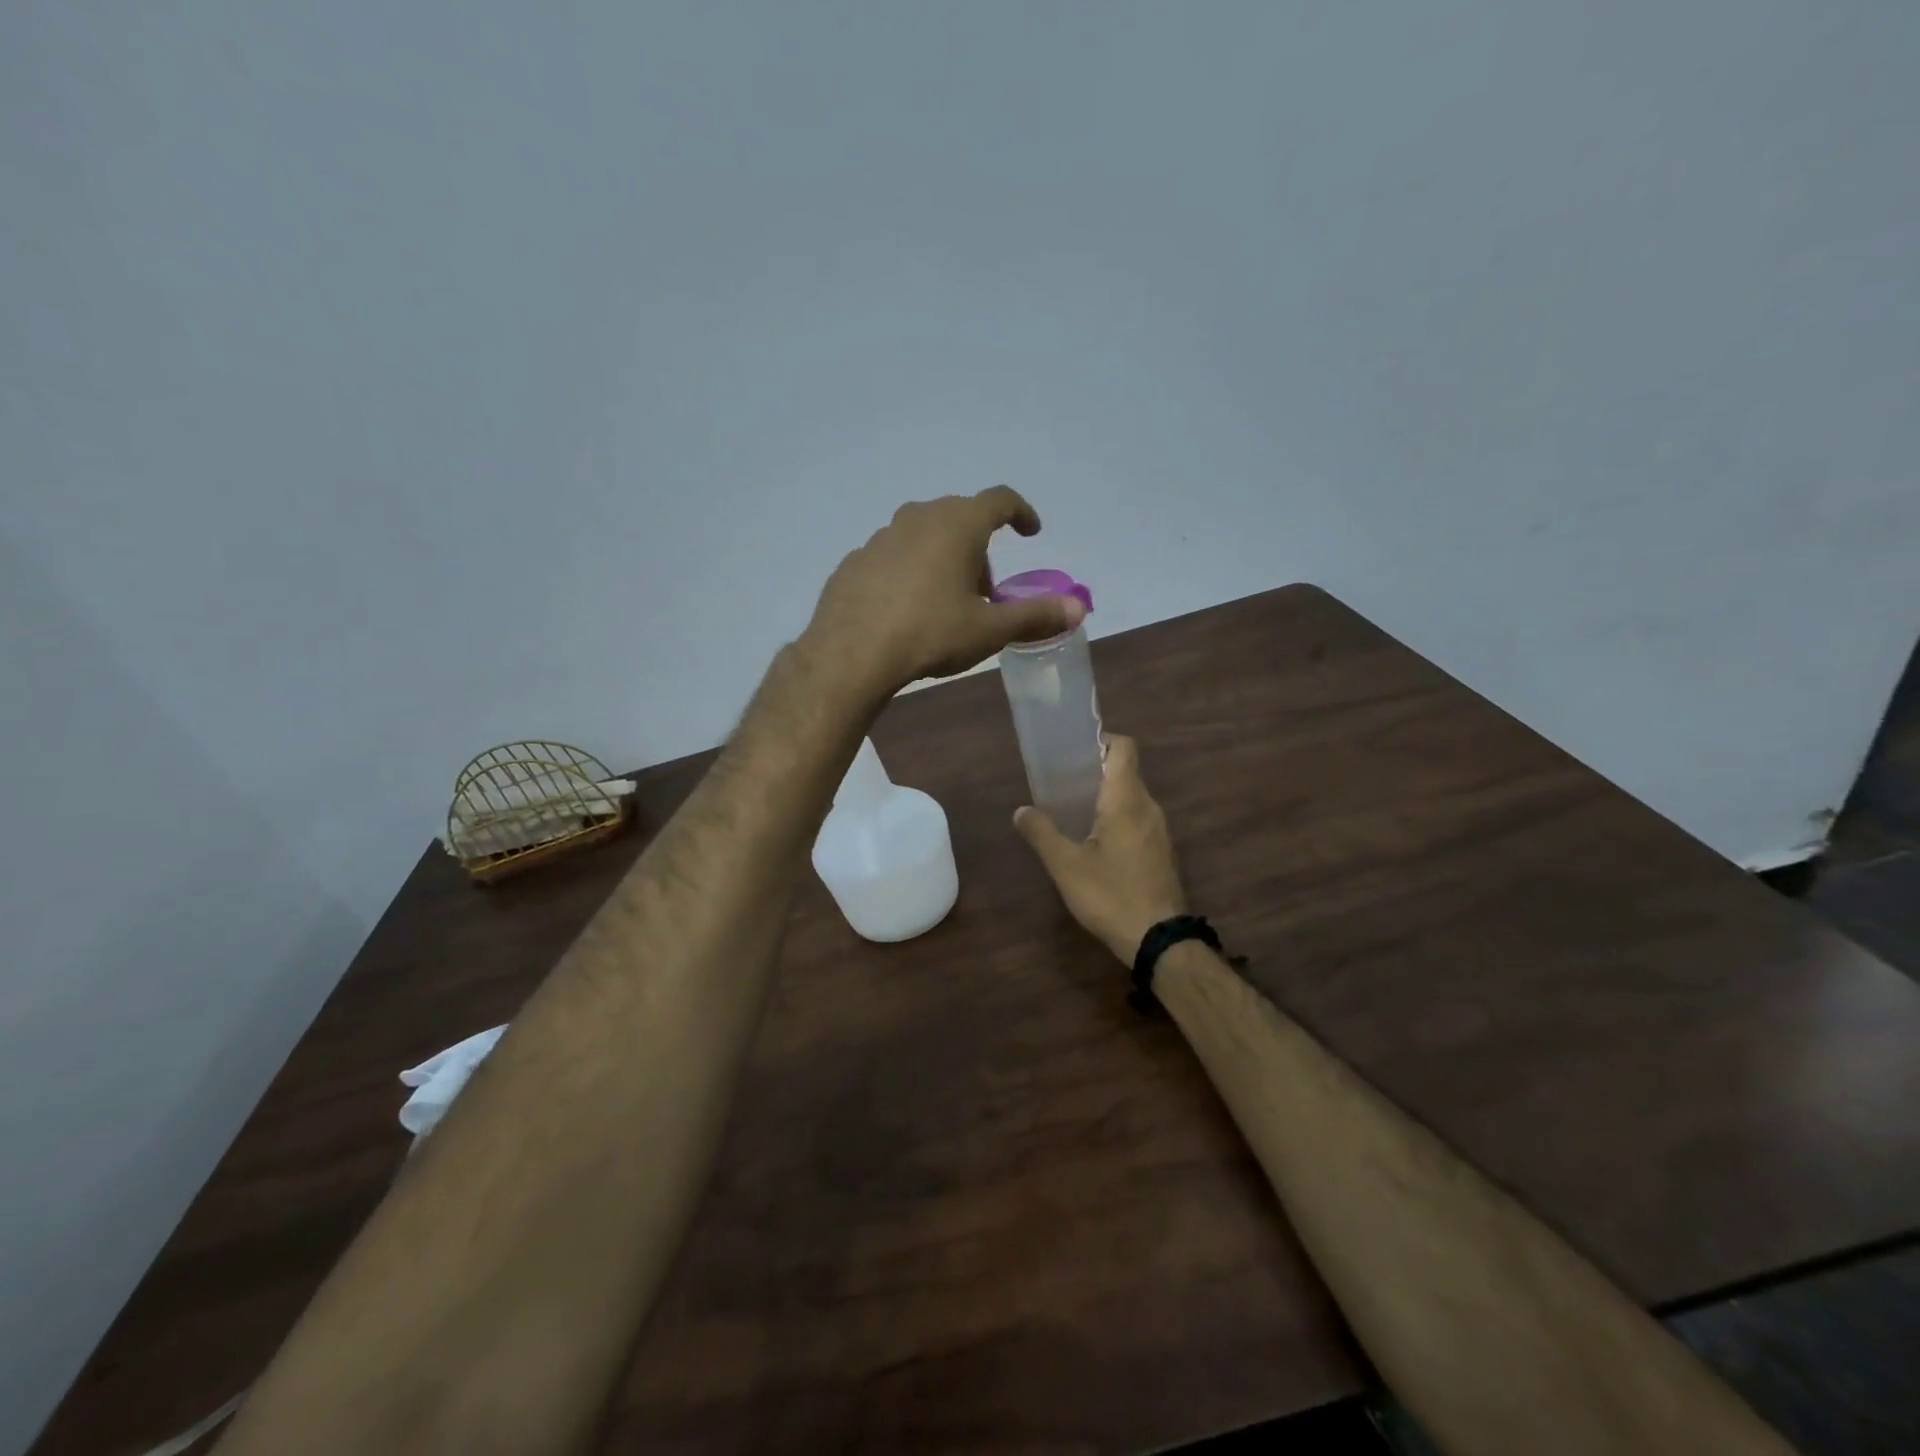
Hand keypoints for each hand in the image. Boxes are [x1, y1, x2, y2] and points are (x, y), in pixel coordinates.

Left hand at [805, 487, 1086, 697]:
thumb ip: (1036, 616)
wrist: (851, 654)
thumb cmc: (930, 634)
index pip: (1000, 500)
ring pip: (924, 536)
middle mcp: (919, 517)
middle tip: (985, 592)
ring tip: (945, 603)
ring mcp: (881, 537)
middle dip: (980, 549)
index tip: (1030, 533)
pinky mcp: (855, 560)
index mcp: (957, 524)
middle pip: (961, 519)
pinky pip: (894, 558)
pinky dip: (909, 573)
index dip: (1021, 513)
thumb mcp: (990, 630)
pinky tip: (905, 610)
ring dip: (943, 559)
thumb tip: (1078, 608)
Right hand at [1014, 735, 1186, 963]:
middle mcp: (1149, 807)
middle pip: (1125, 772)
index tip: (1073, 753)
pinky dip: (1117, 819)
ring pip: (1132, 798)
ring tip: (1073, 812)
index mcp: (1126, 799)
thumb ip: (1041, 833)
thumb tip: (1021, 811)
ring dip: (1105, 798)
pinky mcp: (1161, 852)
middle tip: (1061, 784)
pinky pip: (1138, 820)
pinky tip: (1095, 843)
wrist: (1159, 939)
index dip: (1101, 741)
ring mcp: (1160, 831)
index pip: (1124, 748)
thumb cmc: (1111, 895)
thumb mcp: (1066, 866)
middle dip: (1095, 772)